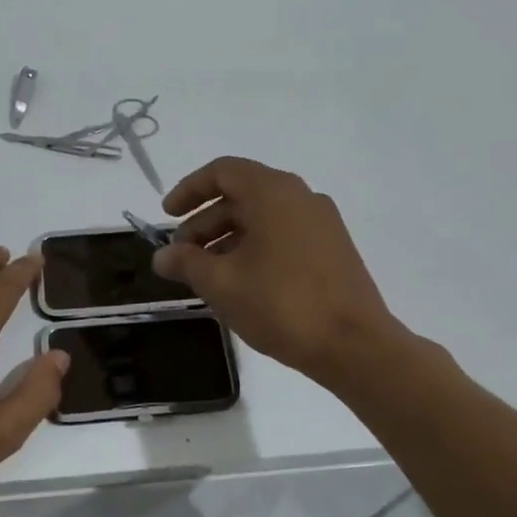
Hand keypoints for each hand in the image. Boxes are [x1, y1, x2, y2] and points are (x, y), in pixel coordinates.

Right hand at [153, 156, 403, 382]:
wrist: (354, 345)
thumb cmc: (281, 304)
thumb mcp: (221, 283)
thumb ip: (186, 263)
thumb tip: (162, 256)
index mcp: (273, 192)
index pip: (222, 171)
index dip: (189, 190)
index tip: (166, 217)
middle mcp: (300, 197)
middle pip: (241, 195)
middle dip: (204, 223)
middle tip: (181, 256)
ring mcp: (321, 223)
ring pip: (262, 218)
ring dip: (227, 238)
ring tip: (205, 274)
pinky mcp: (332, 249)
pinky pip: (282, 235)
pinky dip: (253, 248)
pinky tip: (239, 283)